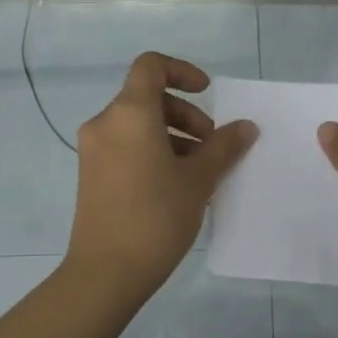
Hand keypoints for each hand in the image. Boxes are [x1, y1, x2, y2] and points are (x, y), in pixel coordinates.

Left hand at [66, 52, 257, 296]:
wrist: (106, 271)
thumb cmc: (156, 216)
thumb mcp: (199, 180)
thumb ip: (224, 147)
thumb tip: (246, 127)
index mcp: (129, 113)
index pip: (151, 67)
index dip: (182, 71)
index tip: (207, 93)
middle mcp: (105, 123)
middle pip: (147, 98)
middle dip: (185, 114)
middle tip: (212, 144)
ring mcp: (94, 150)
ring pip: (137, 125)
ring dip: (172, 136)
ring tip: (199, 170)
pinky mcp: (91, 175)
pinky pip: (126, 147)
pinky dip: (152, 151)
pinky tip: (176, 185)